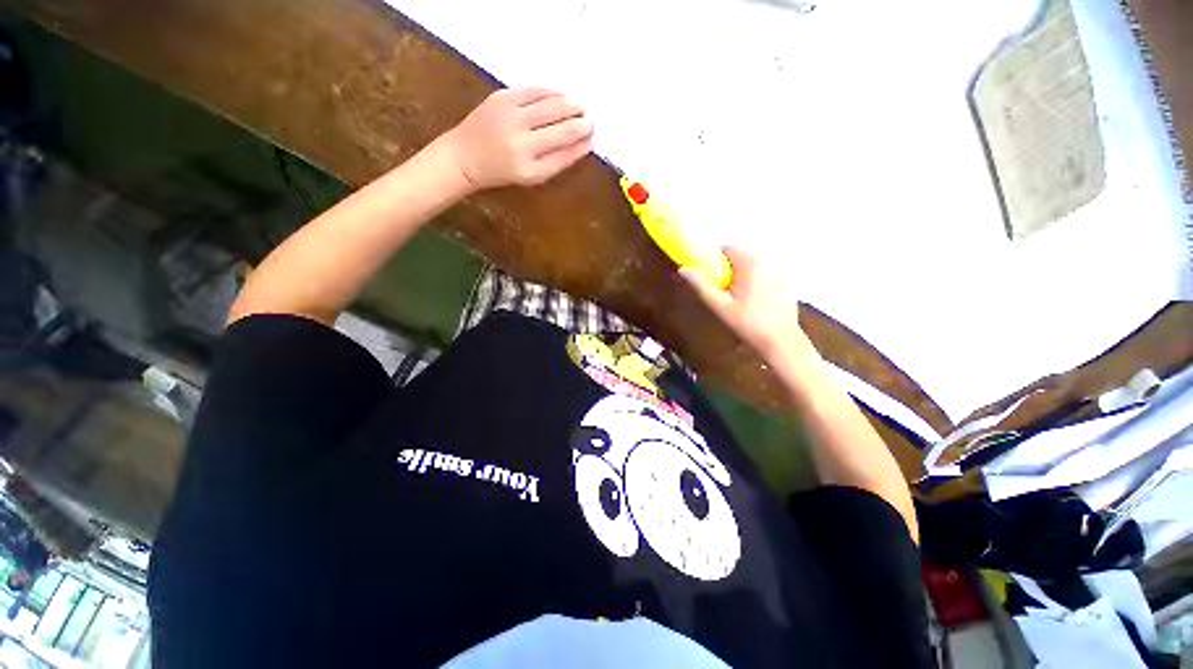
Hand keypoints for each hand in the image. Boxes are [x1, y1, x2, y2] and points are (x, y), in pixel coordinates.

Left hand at [441, 87, 593, 189]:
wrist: (464, 156)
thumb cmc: (501, 171)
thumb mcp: (531, 176)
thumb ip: (556, 161)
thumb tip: (582, 143)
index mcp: (530, 170)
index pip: (565, 155)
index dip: (582, 145)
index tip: (592, 139)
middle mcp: (521, 144)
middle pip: (562, 130)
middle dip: (581, 124)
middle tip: (590, 121)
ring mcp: (511, 118)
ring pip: (551, 106)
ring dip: (571, 105)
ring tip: (580, 106)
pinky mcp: (502, 98)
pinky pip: (535, 91)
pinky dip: (552, 92)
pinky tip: (561, 95)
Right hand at [680, 248, 806, 358]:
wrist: (780, 340)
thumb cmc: (747, 323)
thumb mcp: (719, 305)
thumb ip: (701, 285)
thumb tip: (683, 270)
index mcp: (750, 263)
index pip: (727, 248)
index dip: (715, 260)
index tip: (711, 278)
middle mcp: (767, 261)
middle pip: (741, 255)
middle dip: (729, 268)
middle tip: (723, 290)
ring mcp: (779, 271)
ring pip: (753, 264)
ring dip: (742, 274)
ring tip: (738, 297)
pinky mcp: (786, 281)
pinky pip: (765, 273)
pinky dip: (756, 280)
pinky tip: (754, 301)